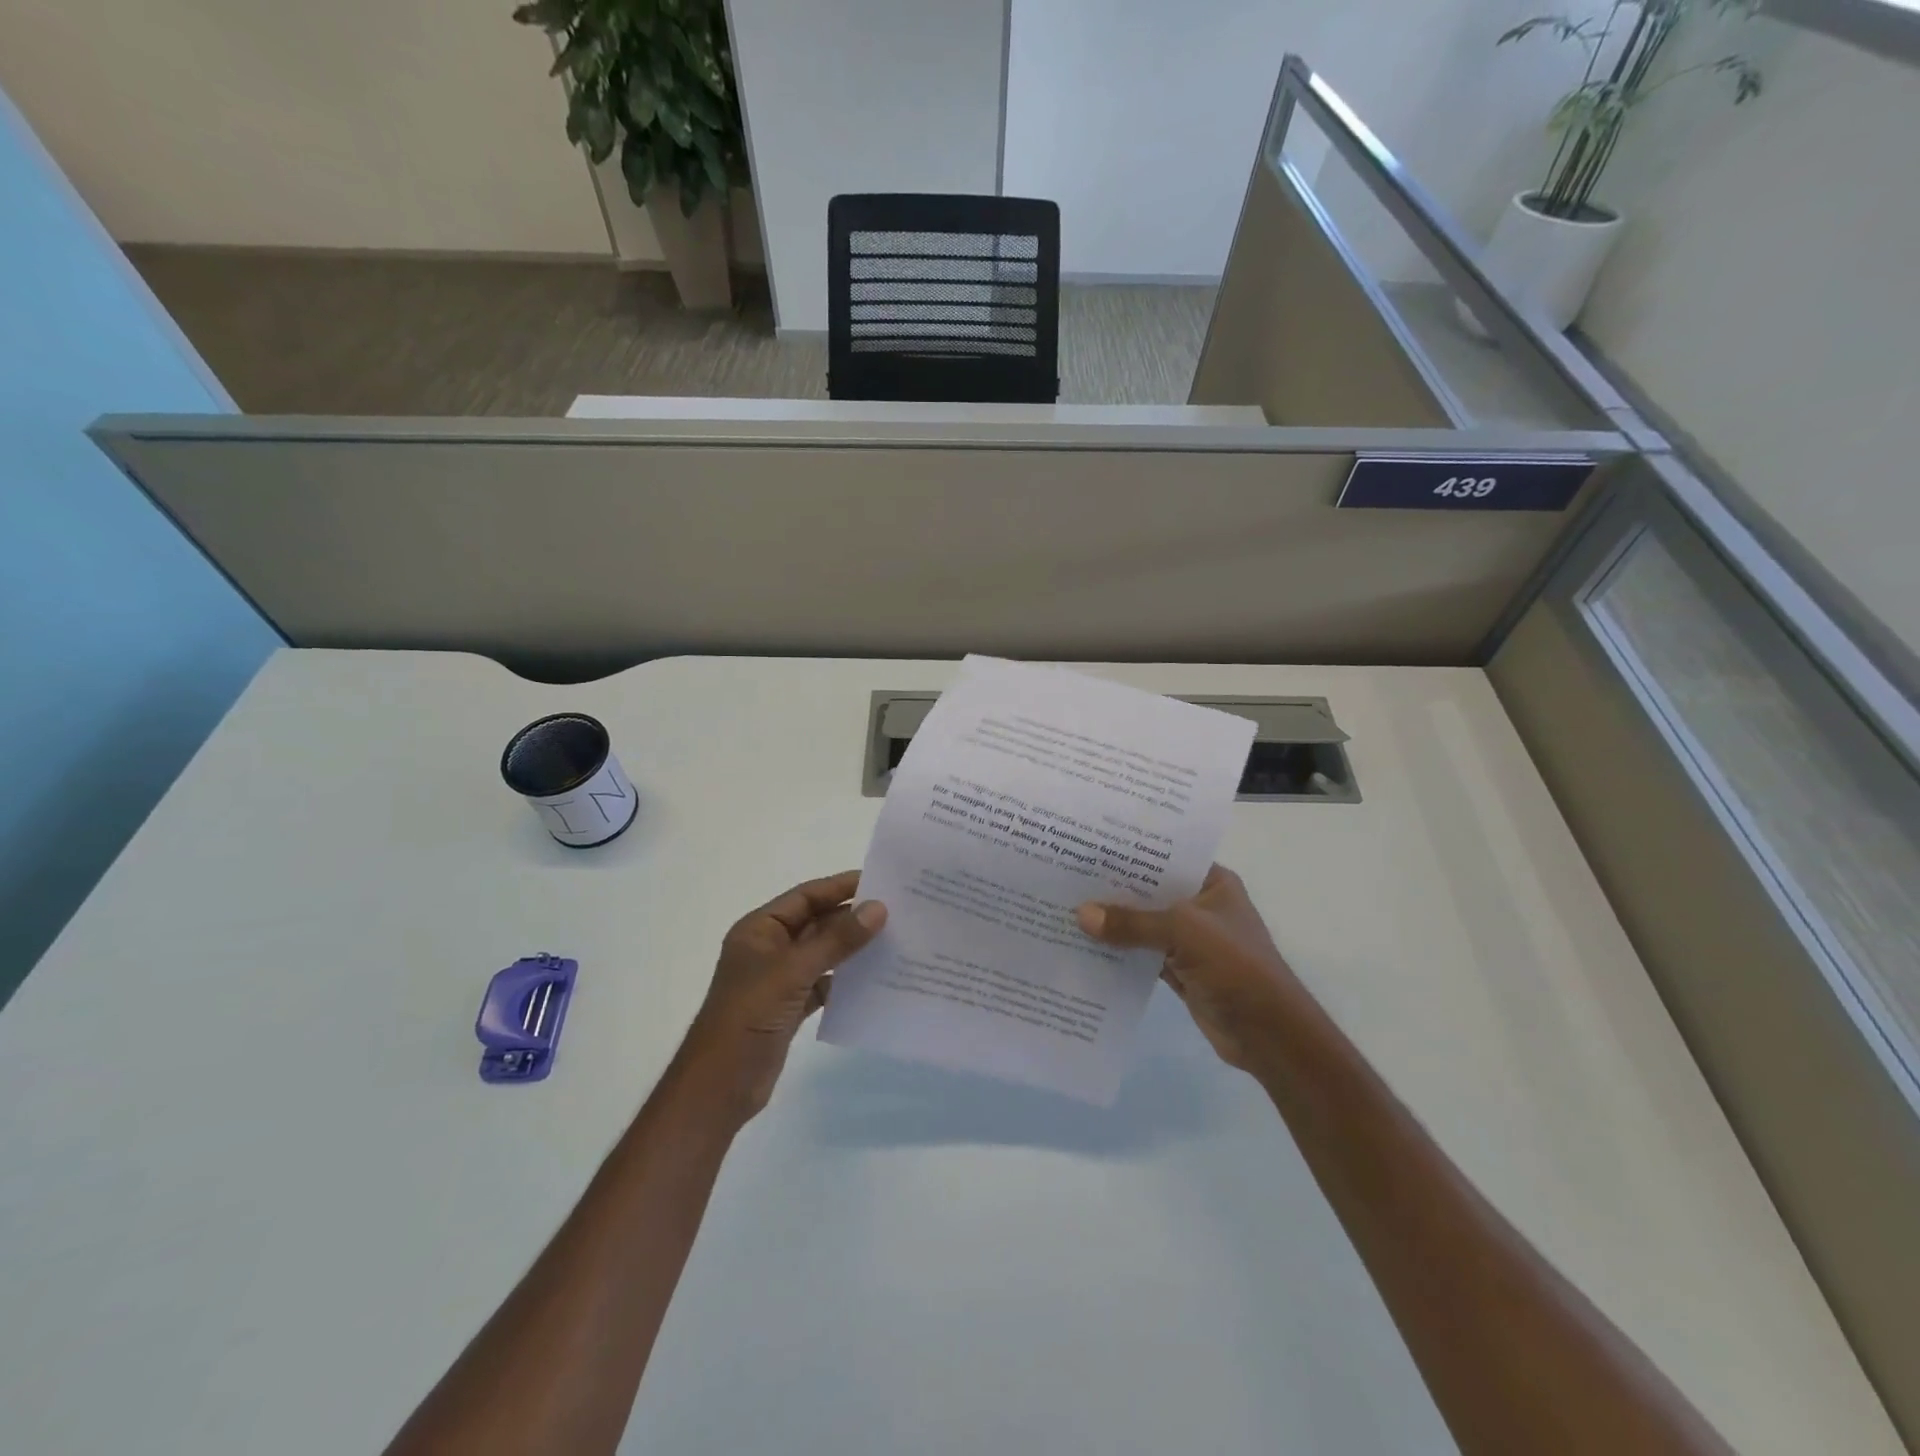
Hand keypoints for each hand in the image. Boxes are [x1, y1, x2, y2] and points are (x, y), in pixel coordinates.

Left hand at [678, 871, 885, 1122]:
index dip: (840, 887)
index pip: (805, 896)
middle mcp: (769, 948)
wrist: (719, 1087)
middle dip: (852, 918)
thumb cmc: (749, 1016)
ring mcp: (779, 979)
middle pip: (816, 923)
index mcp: (759, 929)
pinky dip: (846, 980)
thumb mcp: (793, 971)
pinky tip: (875, 979)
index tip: (880, 881)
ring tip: (895, 940)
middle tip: (897, 912)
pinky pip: (824, 983)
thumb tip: (878, 908)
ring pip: (823, 953)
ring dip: (852, 949)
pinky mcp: (790, 1007)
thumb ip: (837, 939)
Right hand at [1075, 865, 1303, 1070]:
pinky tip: (1085, 946)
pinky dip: (1119, 953)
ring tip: (1067, 908)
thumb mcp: (1183, 932)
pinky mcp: (1180, 970)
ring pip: (1144, 924)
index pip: (1166, 858)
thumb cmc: (1235, 966)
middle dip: (1114, 889)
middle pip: (1150, 892)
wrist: (1269, 1034)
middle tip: (1067, 876)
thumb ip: (1132, 923)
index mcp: (1212, 882)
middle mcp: (1201, 906)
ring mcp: (1191, 940)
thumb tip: (1081, 915)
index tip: (1090, 845)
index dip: (1131, 852)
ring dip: (1114, 923)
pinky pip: (1142, 954)